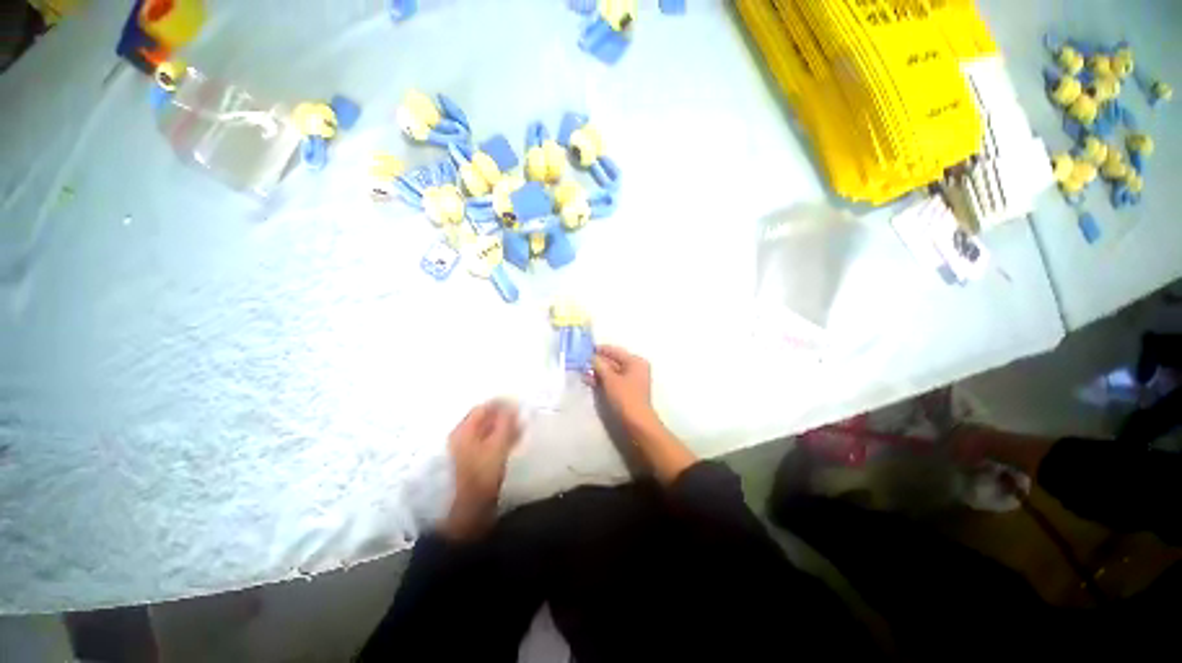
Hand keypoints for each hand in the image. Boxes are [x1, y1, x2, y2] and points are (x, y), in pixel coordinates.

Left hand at [441, 400, 520, 540]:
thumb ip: (505, 424)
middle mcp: (463, 437)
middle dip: (504, 416)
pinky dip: (502, 438)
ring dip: (505, 427)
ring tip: (522, 427)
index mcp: (464, 431)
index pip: (483, 408)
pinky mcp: (475, 461)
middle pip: (485, 419)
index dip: (500, 404)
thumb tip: (513, 405)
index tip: (518, 404)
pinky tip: (515, 440)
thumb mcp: (497, 446)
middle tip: (522, 416)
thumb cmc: (482, 475)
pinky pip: (490, 442)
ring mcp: (468, 450)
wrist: (470, 510)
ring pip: (489, 431)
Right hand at [589, 345, 659, 439]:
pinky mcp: (627, 391)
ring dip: (598, 372)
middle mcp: (635, 368)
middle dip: (597, 362)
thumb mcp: (610, 379)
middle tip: (581, 361)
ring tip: (582, 372)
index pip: (615, 351)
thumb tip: (591, 357)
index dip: (600, 350)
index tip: (585, 349)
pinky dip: (602, 380)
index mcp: (635, 361)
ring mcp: (631, 380)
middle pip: (613, 361)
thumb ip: (599, 365)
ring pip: (611, 372)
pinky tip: (589, 380)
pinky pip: (612, 381)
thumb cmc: (625, 397)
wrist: (636, 422)